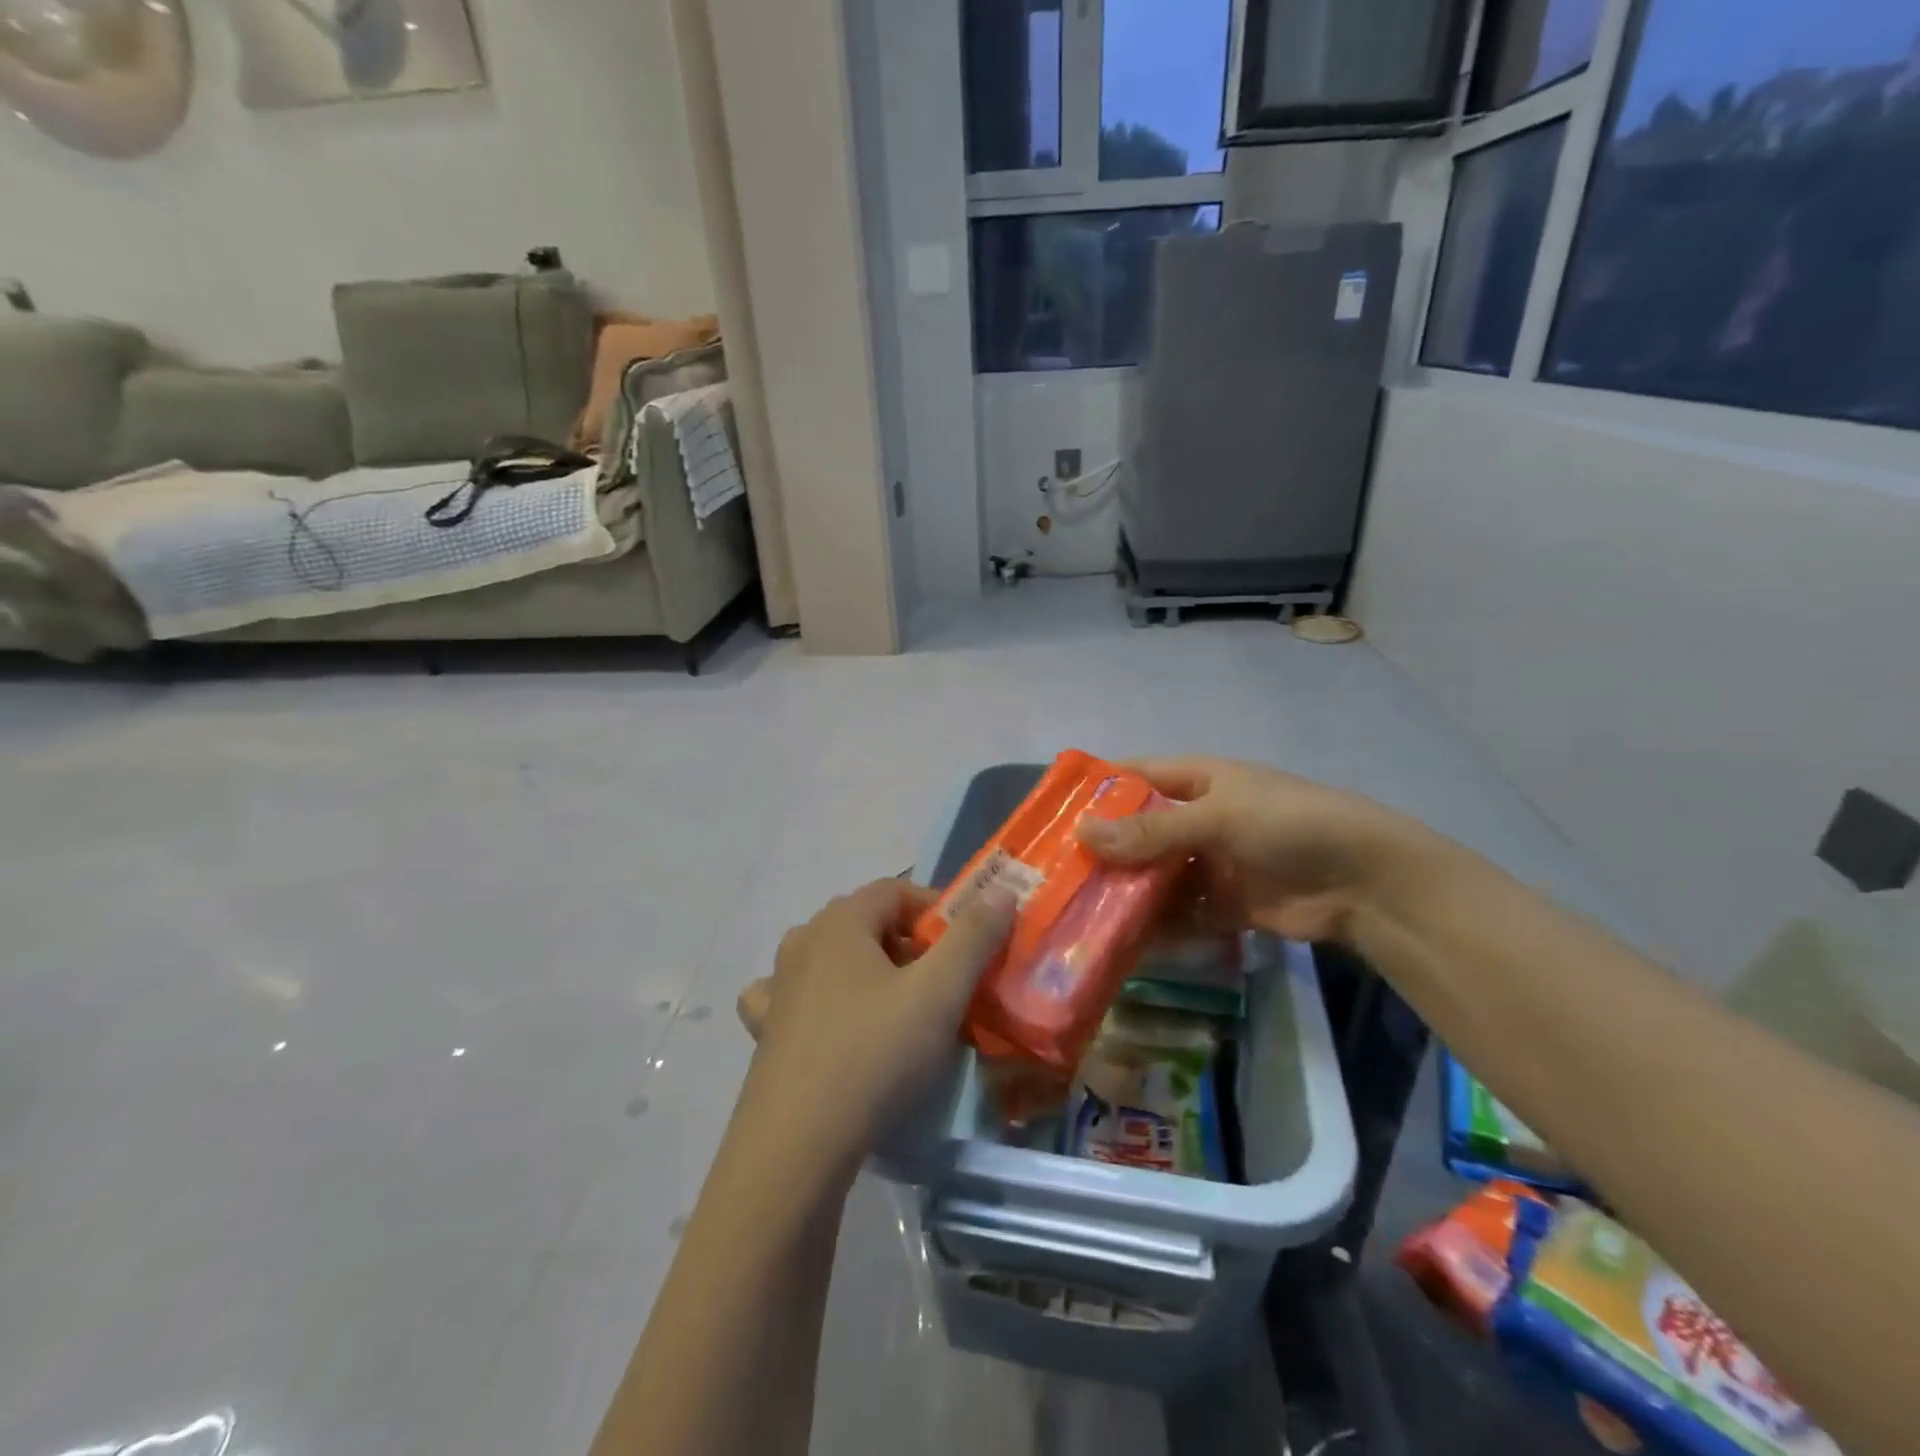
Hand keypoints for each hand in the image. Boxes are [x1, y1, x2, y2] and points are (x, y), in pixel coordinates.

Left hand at [734, 879, 1014, 1169]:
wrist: (798, 1144)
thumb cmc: (875, 1054)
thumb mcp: (940, 992)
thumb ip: (973, 937)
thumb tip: (1000, 893)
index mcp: (841, 921)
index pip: (896, 890)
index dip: (936, 910)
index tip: (965, 947)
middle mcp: (803, 941)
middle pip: (866, 922)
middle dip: (909, 944)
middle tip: (940, 984)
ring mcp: (777, 986)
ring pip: (831, 957)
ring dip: (866, 970)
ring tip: (895, 1007)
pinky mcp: (765, 1031)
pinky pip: (793, 998)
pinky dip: (816, 1000)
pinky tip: (829, 1024)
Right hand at [1076, 757, 1427, 942]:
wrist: (1366, 882)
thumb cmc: (1288, 825)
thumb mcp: (1216, 818)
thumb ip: (1150, 832)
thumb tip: (1082, 833)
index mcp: (1199, 782)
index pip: (1137, 777)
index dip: (1098, 791)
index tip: (1053, 813)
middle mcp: (1200, 820)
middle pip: (1141, 833)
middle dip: (1105, 852)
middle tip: (1055, 875)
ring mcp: (1213, 864)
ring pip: (1158, 877)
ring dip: (1127, 894)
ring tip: (1078, 913)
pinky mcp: (1227, 905)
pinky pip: (1182, 914)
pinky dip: (1158, 927)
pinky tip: (1122, 942)